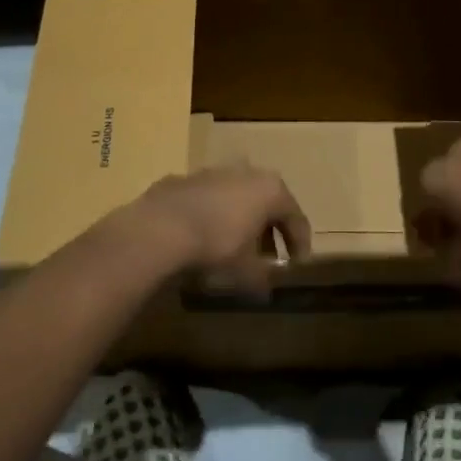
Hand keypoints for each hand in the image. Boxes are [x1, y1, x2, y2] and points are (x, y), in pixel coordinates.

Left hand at [113, 166, 312, 296]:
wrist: (160, 228)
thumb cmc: (216, 246)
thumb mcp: (245, 271)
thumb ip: (262, 278)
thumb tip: (266, 288)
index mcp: (271, 190)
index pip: (296, 217)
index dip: (300, 243)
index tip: (297, 264)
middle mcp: (248, 173)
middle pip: (267, 203)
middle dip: (270, 230)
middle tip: (269, 256)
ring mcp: (215, 172)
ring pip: (238, 197)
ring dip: (242, 220)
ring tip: (236, 247)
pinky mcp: (186, 178)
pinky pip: (211, 199)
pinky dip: (215, 216)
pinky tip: (205, 237)